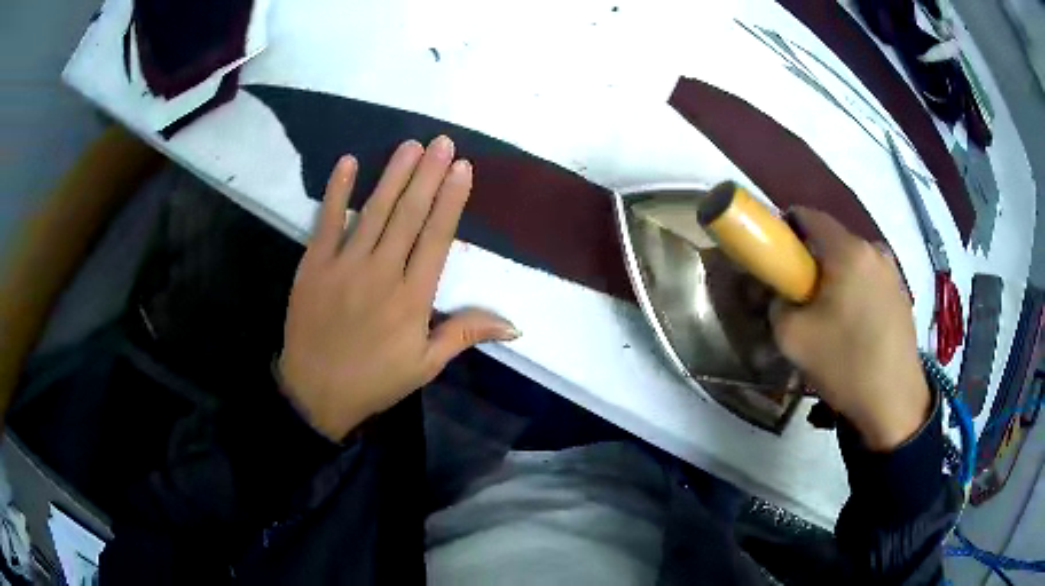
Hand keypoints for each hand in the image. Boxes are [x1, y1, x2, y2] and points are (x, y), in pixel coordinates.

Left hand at [278, 137, 518, 440]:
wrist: (315, 392)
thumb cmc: (374, 380)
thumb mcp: (425, 365)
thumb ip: (464, 333)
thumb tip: (514, 323)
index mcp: (412, 298)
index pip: (437, 238)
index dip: (451, 201)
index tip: (462, 168)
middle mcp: (381, 274)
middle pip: (409, 215)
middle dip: (428, 175)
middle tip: (442, 142)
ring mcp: (344, 266)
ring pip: (374, 211)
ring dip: (394, 175)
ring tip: (411, 145)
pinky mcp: (314, 265)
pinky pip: (326, 221)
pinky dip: (337, 191)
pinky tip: (349, 162)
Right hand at [770, 207, 929, 450]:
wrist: (894, 402)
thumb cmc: (845, 364)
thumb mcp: (793, 338)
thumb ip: (776, 305)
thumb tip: (780, 296)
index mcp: (848, 251)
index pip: (808, 215)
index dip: (785, 229)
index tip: (777, 259)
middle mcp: (874, 250)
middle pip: (832, 241)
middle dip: (811, 262)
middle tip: (800, 297)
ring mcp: (892, 272)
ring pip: (852, 263)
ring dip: (835, 279)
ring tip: (829, 318)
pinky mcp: (902, 294)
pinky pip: (869, 281)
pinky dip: (855, 292)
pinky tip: (853, 328)